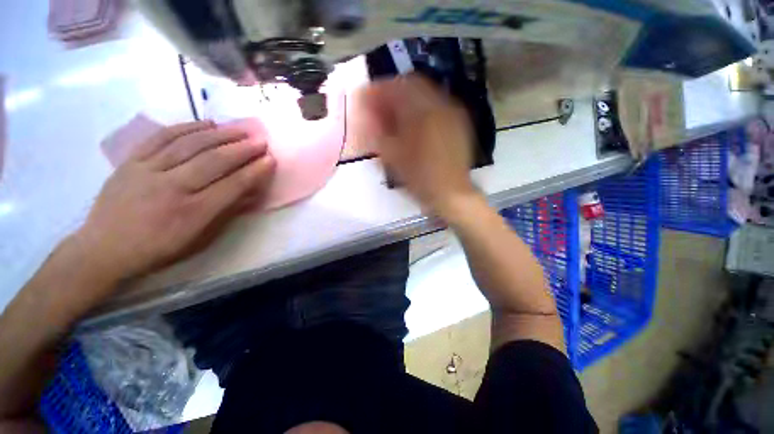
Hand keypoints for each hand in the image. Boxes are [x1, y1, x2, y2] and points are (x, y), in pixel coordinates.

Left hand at [75, 120, 275, 281]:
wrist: (103, 248)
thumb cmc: (158, 249)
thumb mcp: (199, 239)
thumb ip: (226, 213)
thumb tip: (251, 193)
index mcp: (192, 213)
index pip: (232, 186)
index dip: (254, 171)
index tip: (270, 160)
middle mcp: (172, 188)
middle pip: (214, 161)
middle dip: (242, 149)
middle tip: (261, 140)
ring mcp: (148, 171)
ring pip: (190, 145)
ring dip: (220, 135)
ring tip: (240, 129)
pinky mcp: (131, 161)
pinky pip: (161, 138)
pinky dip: (186, 127)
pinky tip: (206, 124)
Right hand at [357, 74, 477, 217]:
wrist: (451, 194)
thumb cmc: (420, 179)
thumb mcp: (393, 157)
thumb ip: (377, 131)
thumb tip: (366, 112)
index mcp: (423, 112)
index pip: (396, 85)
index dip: (377, 89)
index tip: (364, 98)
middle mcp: (441, 104)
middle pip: (412, 83)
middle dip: (392, 92)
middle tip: (379, 107)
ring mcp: (453, 112)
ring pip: (425, 93)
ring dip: (406, 99)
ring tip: (394, 116)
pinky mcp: (459, 122)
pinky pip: (436, 104)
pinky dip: (420, 108)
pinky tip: (413, 123)